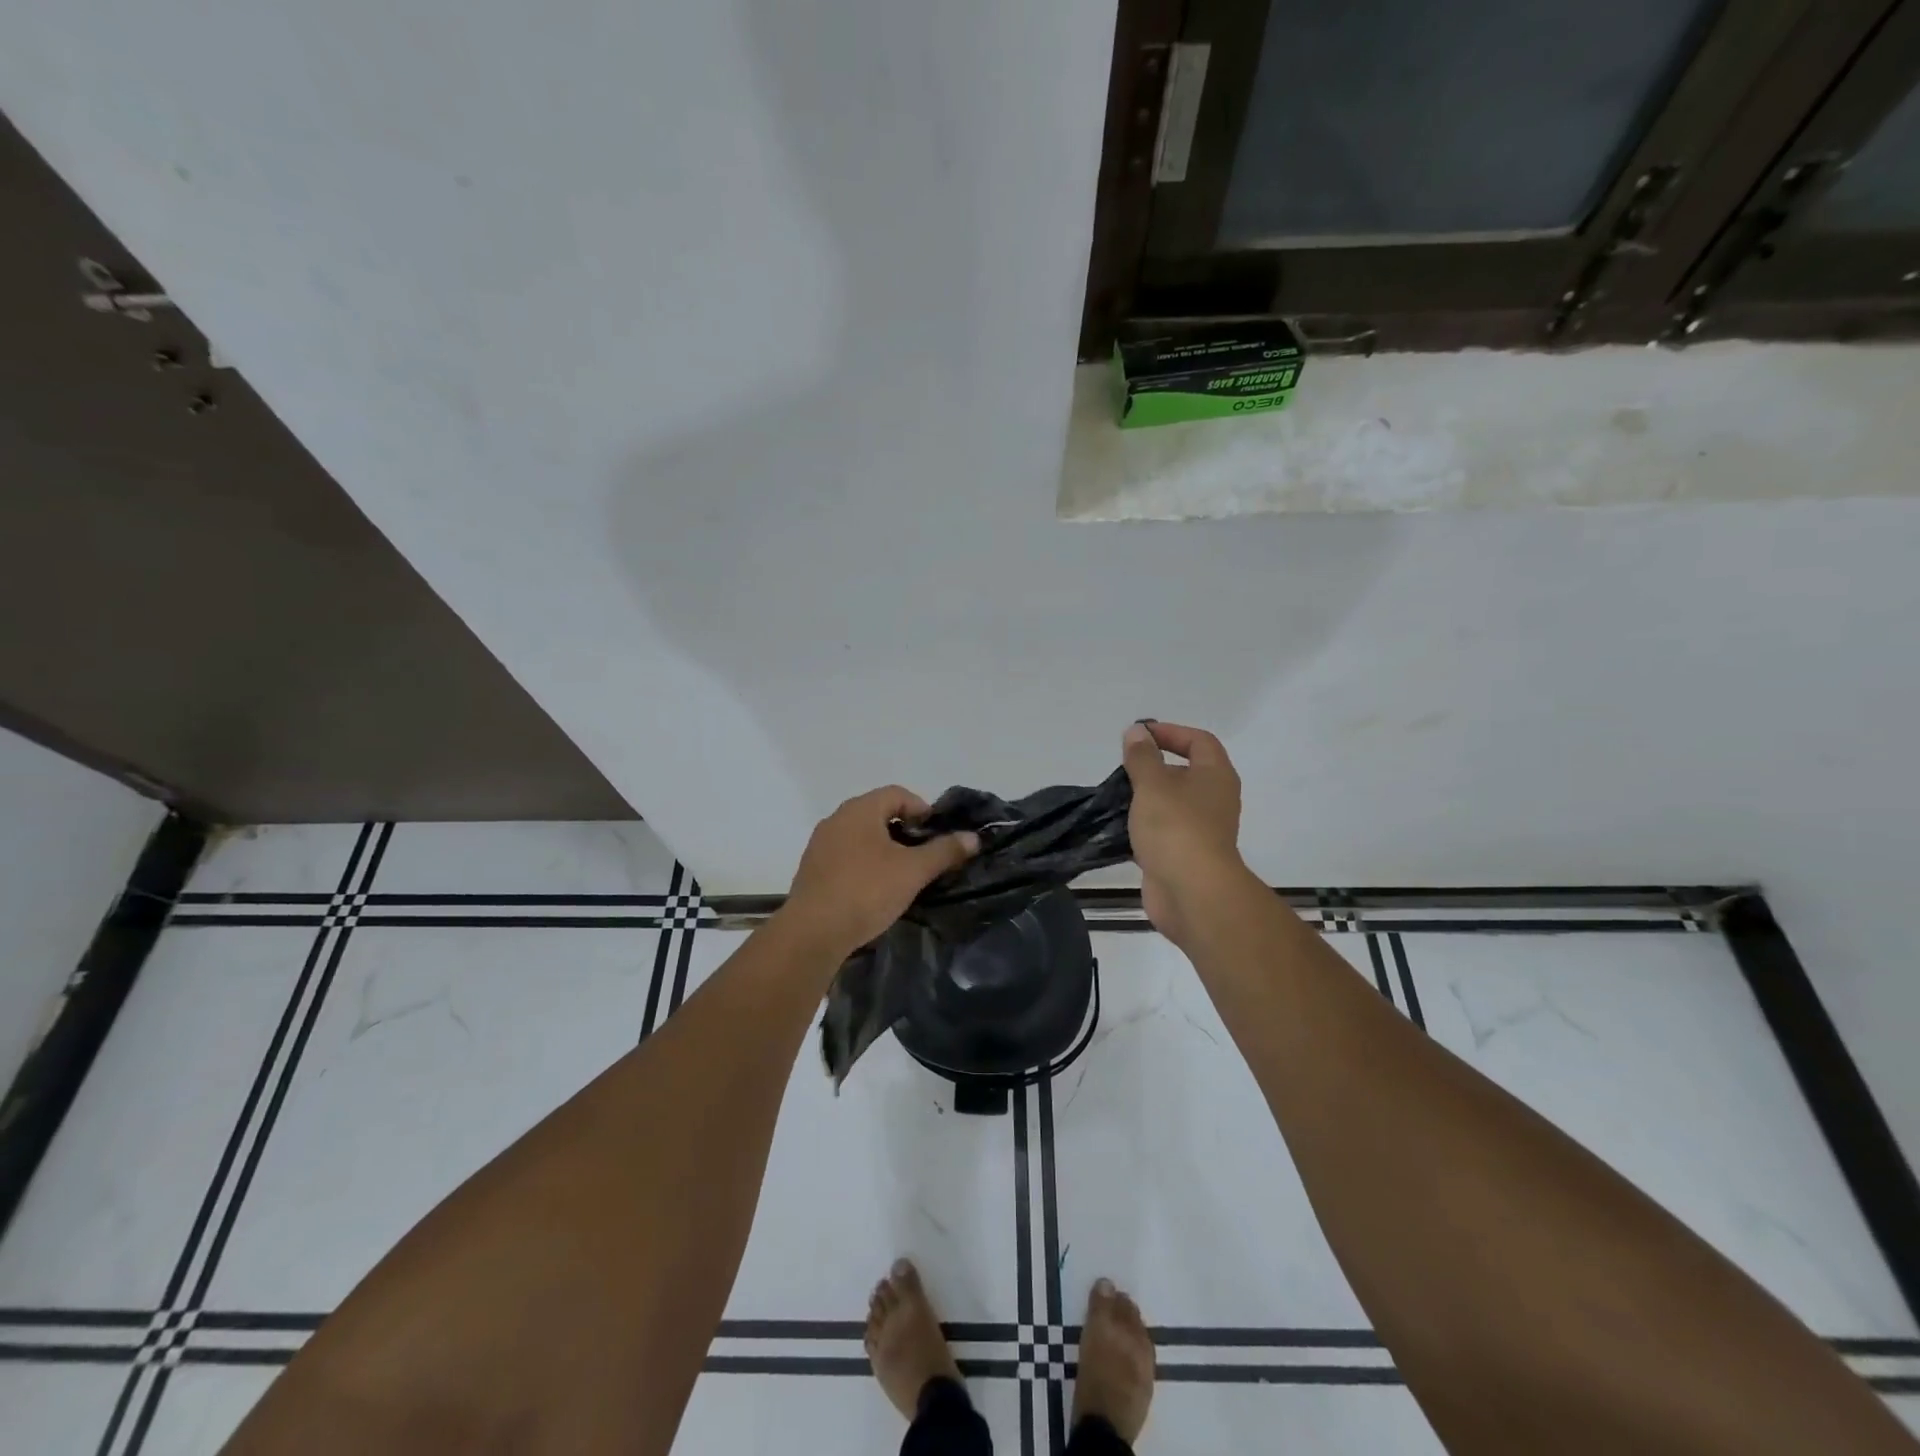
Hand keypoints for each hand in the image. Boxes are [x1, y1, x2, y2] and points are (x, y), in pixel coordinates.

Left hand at [781, 786, 979, 957]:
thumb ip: (944, 851)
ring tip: (902, 874)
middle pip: (878, 813)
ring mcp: (820, 844)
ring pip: (860, 836)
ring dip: (883, 849)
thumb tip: (973, 837)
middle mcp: (837, 819)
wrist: (813, 932)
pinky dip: (864, 864)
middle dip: (904, 830)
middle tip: (924, 855)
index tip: (937, 835)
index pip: (897, 794)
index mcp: (860, 809)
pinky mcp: (811, 870)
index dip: (922, 810)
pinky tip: (874, 890)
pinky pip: (845, 856)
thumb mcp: (913, 871)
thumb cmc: (867, 891)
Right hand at [1122, 721, 1247, 945]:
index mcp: (1215, 776)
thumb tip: (1137, 732)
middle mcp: (1214, 799)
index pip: (1199, 741)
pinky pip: (1163, 831)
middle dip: (1154, 766)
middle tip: (1122, 767)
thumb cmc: (1175, 828)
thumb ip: (1142, 757)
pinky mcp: (1185, 856)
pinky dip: (1143, 826)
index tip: (1139, 736)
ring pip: (1172, 804)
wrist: (1192, 893)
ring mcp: (1201, 830)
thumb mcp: (1153, 784)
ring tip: (1115, 796)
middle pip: (1185, 772)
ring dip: (1146, 798)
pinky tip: (1118, 827)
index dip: (1170, 732)